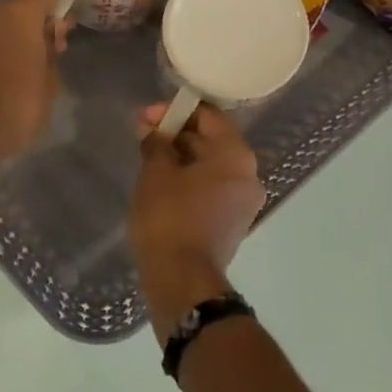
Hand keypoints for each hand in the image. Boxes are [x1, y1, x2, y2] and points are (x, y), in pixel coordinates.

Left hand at [0, 0, 66, 162]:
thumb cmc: (19, 104)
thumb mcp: (51, 78)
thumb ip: (53, 47)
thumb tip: (52, 32)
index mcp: (19, 12)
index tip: (76, 10)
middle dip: (44, 13)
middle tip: (62, 38)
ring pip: (7, 17)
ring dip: (25, 28)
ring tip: (43, 56)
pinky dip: (8, 41)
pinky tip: (20, 65)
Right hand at [129, 104, 267, 338]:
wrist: (182, 280)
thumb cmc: (168, 217)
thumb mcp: (155, 173)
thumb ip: (156, 143)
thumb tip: (153, 130)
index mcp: (236, 156)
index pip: (209, 116)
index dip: (175, 111)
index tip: (146, 117)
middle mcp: (249, 175)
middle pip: (212, 140)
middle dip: (177, 134)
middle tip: (143, 136)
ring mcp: (243, 202)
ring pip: (211, 166)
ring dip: (182, 158)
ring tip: (149, 160)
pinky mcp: (232, 223)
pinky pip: (211, 189)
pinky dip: (189, 180)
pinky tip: (162, 184)